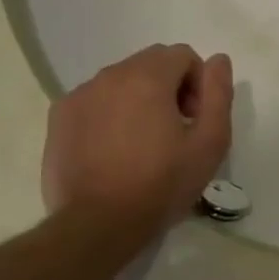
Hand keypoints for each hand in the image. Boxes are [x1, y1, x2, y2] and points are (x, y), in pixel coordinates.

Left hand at [41, 44, 233, 234]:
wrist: (98, 224)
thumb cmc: (162, 183)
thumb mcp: (210, 141)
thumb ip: (218, 93)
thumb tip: (219, 59)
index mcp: (147, 78)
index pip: (182, 55)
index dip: (198, 83)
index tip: (196, 118)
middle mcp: (109, 76)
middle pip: (150, 64)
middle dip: (170, 86)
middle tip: (176, 129)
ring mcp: (78, 96)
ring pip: (121, 81)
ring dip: (139, 99)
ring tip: (144, 142)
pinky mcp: (59, 118)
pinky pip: (95, 100)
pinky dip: (111, 113)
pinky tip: (115, 149)